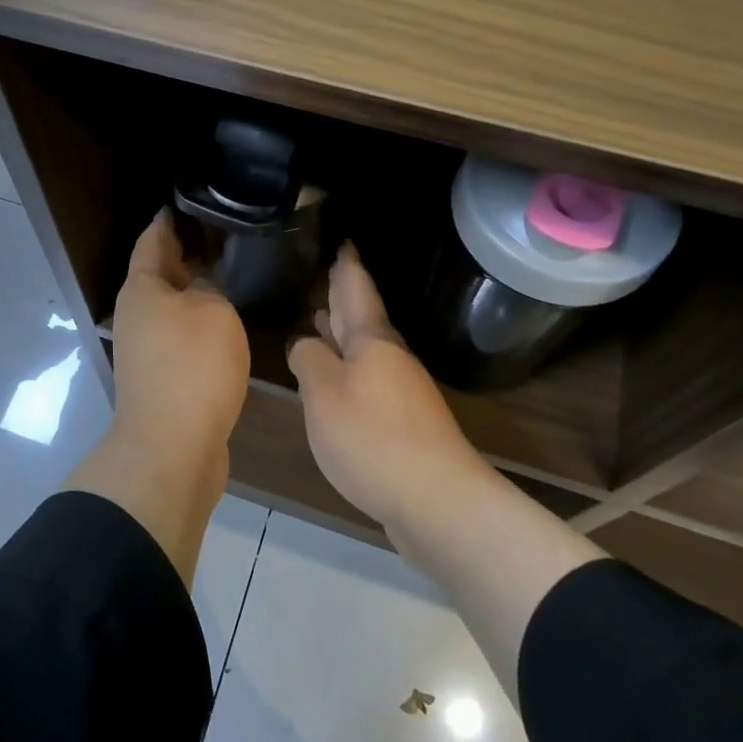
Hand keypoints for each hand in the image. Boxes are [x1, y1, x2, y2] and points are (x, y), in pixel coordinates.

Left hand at [110, 210, 251, 464]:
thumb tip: (203, 292)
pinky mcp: (160, 378)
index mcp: (141, 289)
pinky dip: (198, 323)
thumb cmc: (191, 367)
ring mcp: (145, 349)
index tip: (185, 201)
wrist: (171, 447)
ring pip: (171, 307)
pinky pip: (180, 336)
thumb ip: (211, 291)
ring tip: (229, 273)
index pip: (152, 240)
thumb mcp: (214, 313)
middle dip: (185, 254)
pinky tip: (225, 321)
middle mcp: (136, 315)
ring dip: (194, 291)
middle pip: (159, 274)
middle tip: (220, 234)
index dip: (167, 219)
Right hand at [288, 244, 488, 529]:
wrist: (437, 501)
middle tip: (330, 271)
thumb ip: (309, 361)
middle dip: (345, 296)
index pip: (357, 289)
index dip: (348, 265)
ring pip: (366, 350)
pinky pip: (369, 381)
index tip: (345, 240)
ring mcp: (401, 392)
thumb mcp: (324, 394)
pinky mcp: (403, 424)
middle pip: (364, 318)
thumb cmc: (372, 437)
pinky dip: (350, 369)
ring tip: (321, 317)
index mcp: (372, 341)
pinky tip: (337, 380)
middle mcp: (390, 359)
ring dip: (344, 333)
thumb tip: (305, 343)